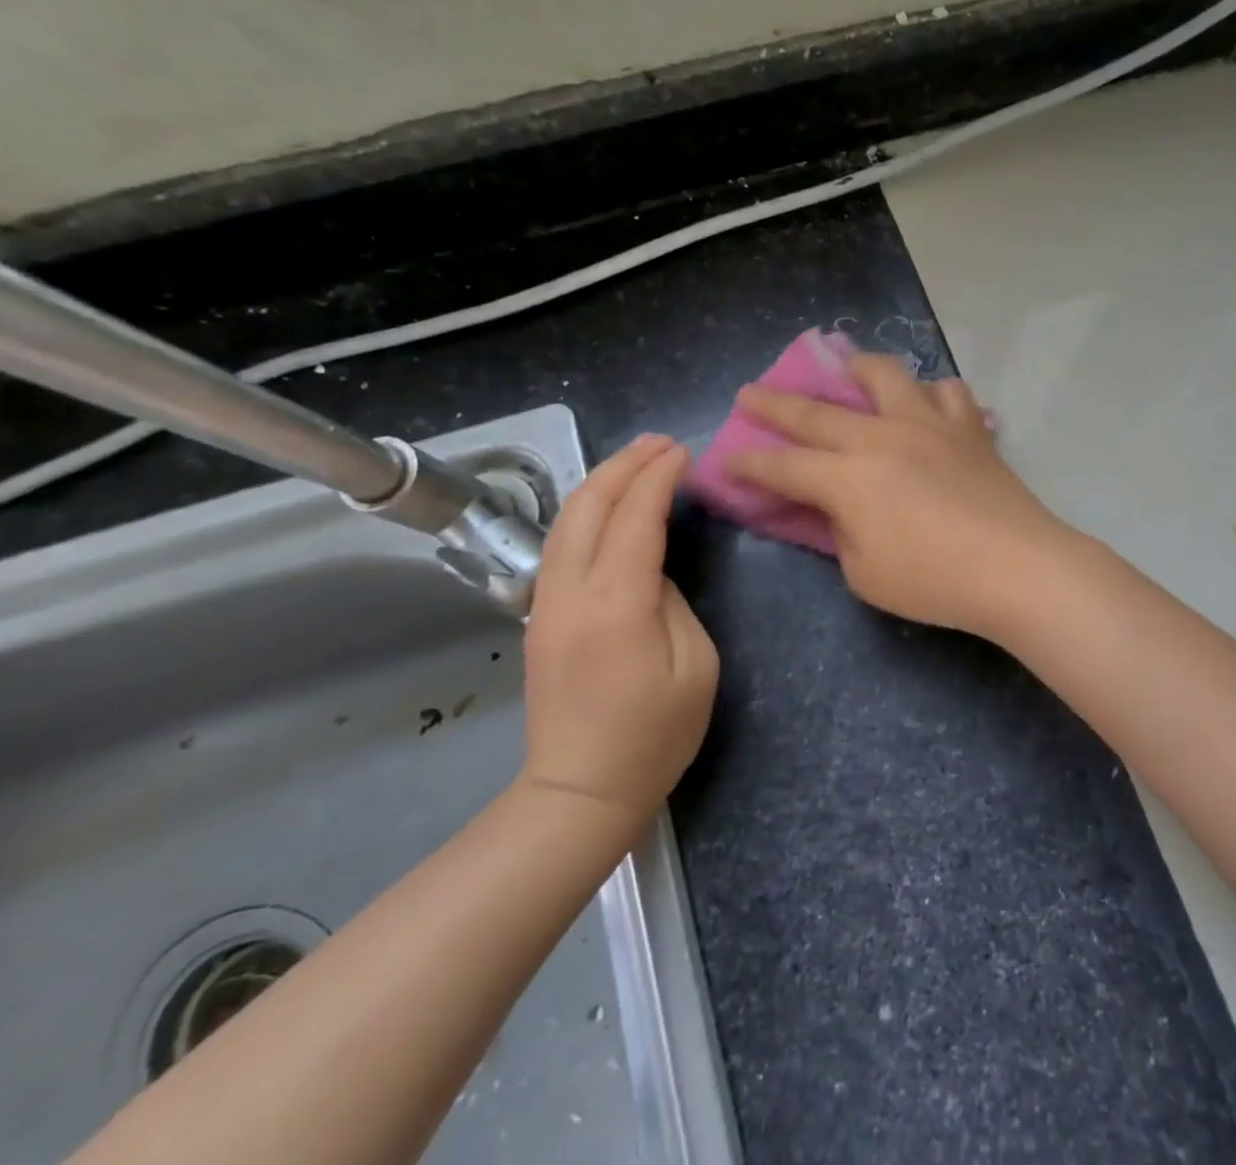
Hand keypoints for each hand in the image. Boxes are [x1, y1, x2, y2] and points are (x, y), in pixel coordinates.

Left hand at [521, 434, 717, 824]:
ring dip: (601, 481)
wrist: (580, 792)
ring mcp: (547, 603)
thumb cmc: (655, 735)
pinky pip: (561, 544)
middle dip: (625, 465)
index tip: (685, 452)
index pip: (637, 517)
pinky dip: (587, 510)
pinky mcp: (540, 617)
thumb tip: (652, 569)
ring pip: (566, 520)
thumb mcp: (695, 665)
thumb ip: (674, 601)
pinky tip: (608, 505)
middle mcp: (572, 592)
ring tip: (636, 460)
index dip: (660, 477)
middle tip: (661, 443)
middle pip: (590, 505)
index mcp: (618, 604)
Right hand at [725, 354, 1073, 639]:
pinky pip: (948, 392)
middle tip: (749, 392)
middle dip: (774, 402)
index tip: (726, 458)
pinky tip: (927, 404)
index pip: (784, 466)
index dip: (749, 464)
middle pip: (816, 412)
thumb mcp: (865, 574)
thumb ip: (840, 533)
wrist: (1016, 566)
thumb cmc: (935, 581)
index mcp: (848, 478)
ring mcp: (928, 424)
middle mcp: (881, 437)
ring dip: (857, 369)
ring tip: (848, 371)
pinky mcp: (968, 428)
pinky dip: (932, 393)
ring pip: (886, 375)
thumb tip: (838, 507)